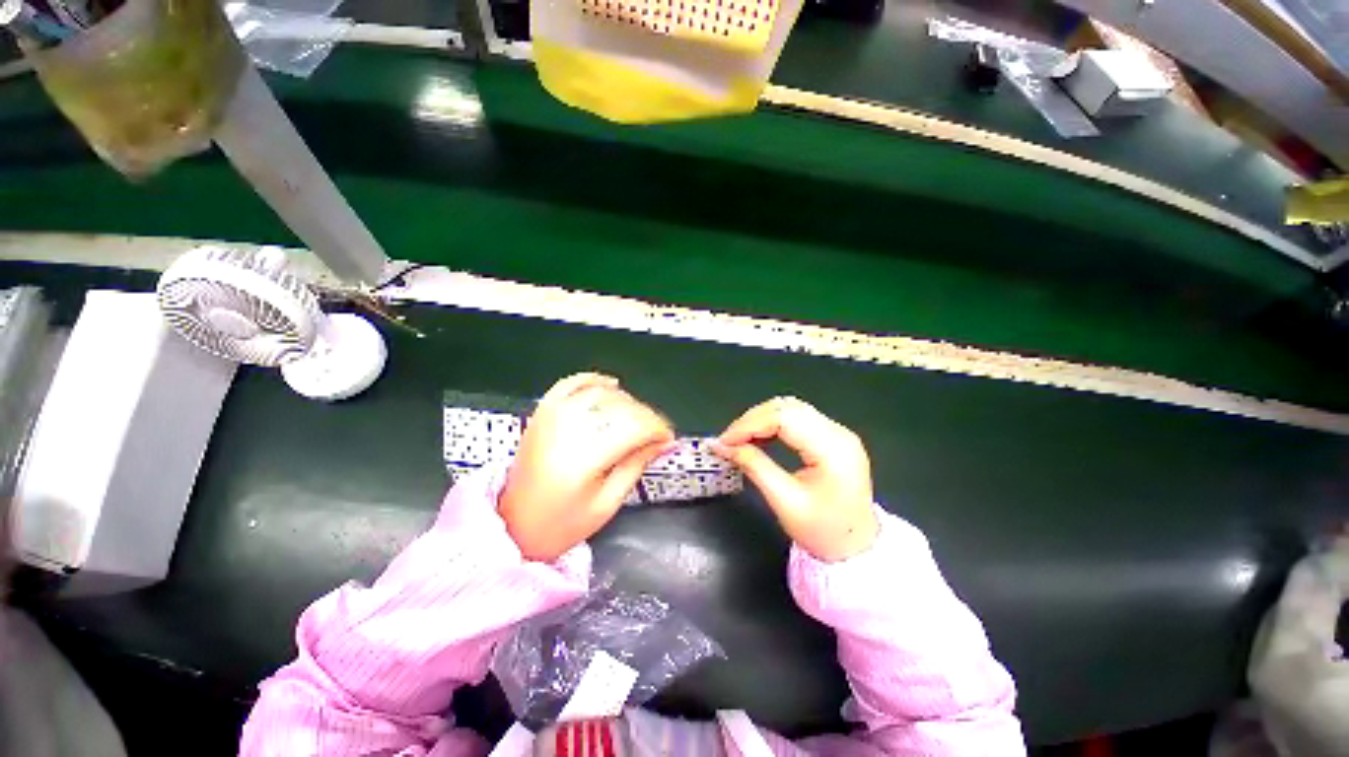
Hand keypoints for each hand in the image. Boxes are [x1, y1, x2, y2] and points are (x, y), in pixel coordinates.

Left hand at [499, 373, 673, 561]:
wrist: (514, 526)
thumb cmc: (564, 523)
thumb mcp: (608, 502)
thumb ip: (637, 464)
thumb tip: (666, 442)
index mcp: (584, 460)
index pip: (633, 427)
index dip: (657, 428)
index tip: (668, 437)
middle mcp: (566, 431)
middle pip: (620, 407)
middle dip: (646, 416)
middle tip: (656, 432)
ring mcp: (550, 417)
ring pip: (600, 393)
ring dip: (626, 400)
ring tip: (636, 418)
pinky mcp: (541, 413)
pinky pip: (571, 383)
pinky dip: (594, 380)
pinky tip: (611, 385)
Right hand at [713, 397, 877, 561]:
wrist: (857, 548)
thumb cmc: (823, 532)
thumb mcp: (785, 502)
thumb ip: (754, 467)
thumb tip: (723, 446)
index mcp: (833, 449)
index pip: (784, 418)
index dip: (750, 425)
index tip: (725, 441)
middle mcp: (838, 433)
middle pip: (787, 408)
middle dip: (752, 420)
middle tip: (728, 440)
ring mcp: (838, 432)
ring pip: (791, 409)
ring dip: (761, 419)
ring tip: (739, 438)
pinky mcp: (832, 437)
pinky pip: (797, 418)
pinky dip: (773, 423)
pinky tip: (758, 437)